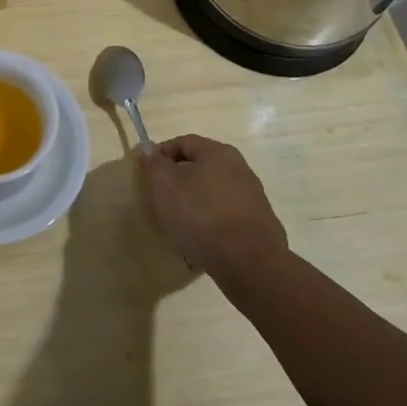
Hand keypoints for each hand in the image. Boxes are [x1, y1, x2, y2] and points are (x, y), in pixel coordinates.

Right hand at [139, 134, 286, 279]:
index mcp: (218, 152)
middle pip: (201, 166)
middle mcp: (240, 167)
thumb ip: (156, 164)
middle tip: (161, 198)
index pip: (183, 142)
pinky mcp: (259, 223)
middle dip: (178, 179)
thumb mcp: (166, 186)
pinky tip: (202, 239)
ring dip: (195, 201)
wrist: (250, 263)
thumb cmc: (201, 216)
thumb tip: (152, 150)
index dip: (161, 154)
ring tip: (179, 222)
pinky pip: (226, 214)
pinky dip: (211, 220)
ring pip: (213, 191)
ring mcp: (253, 196)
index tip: (146, 173)